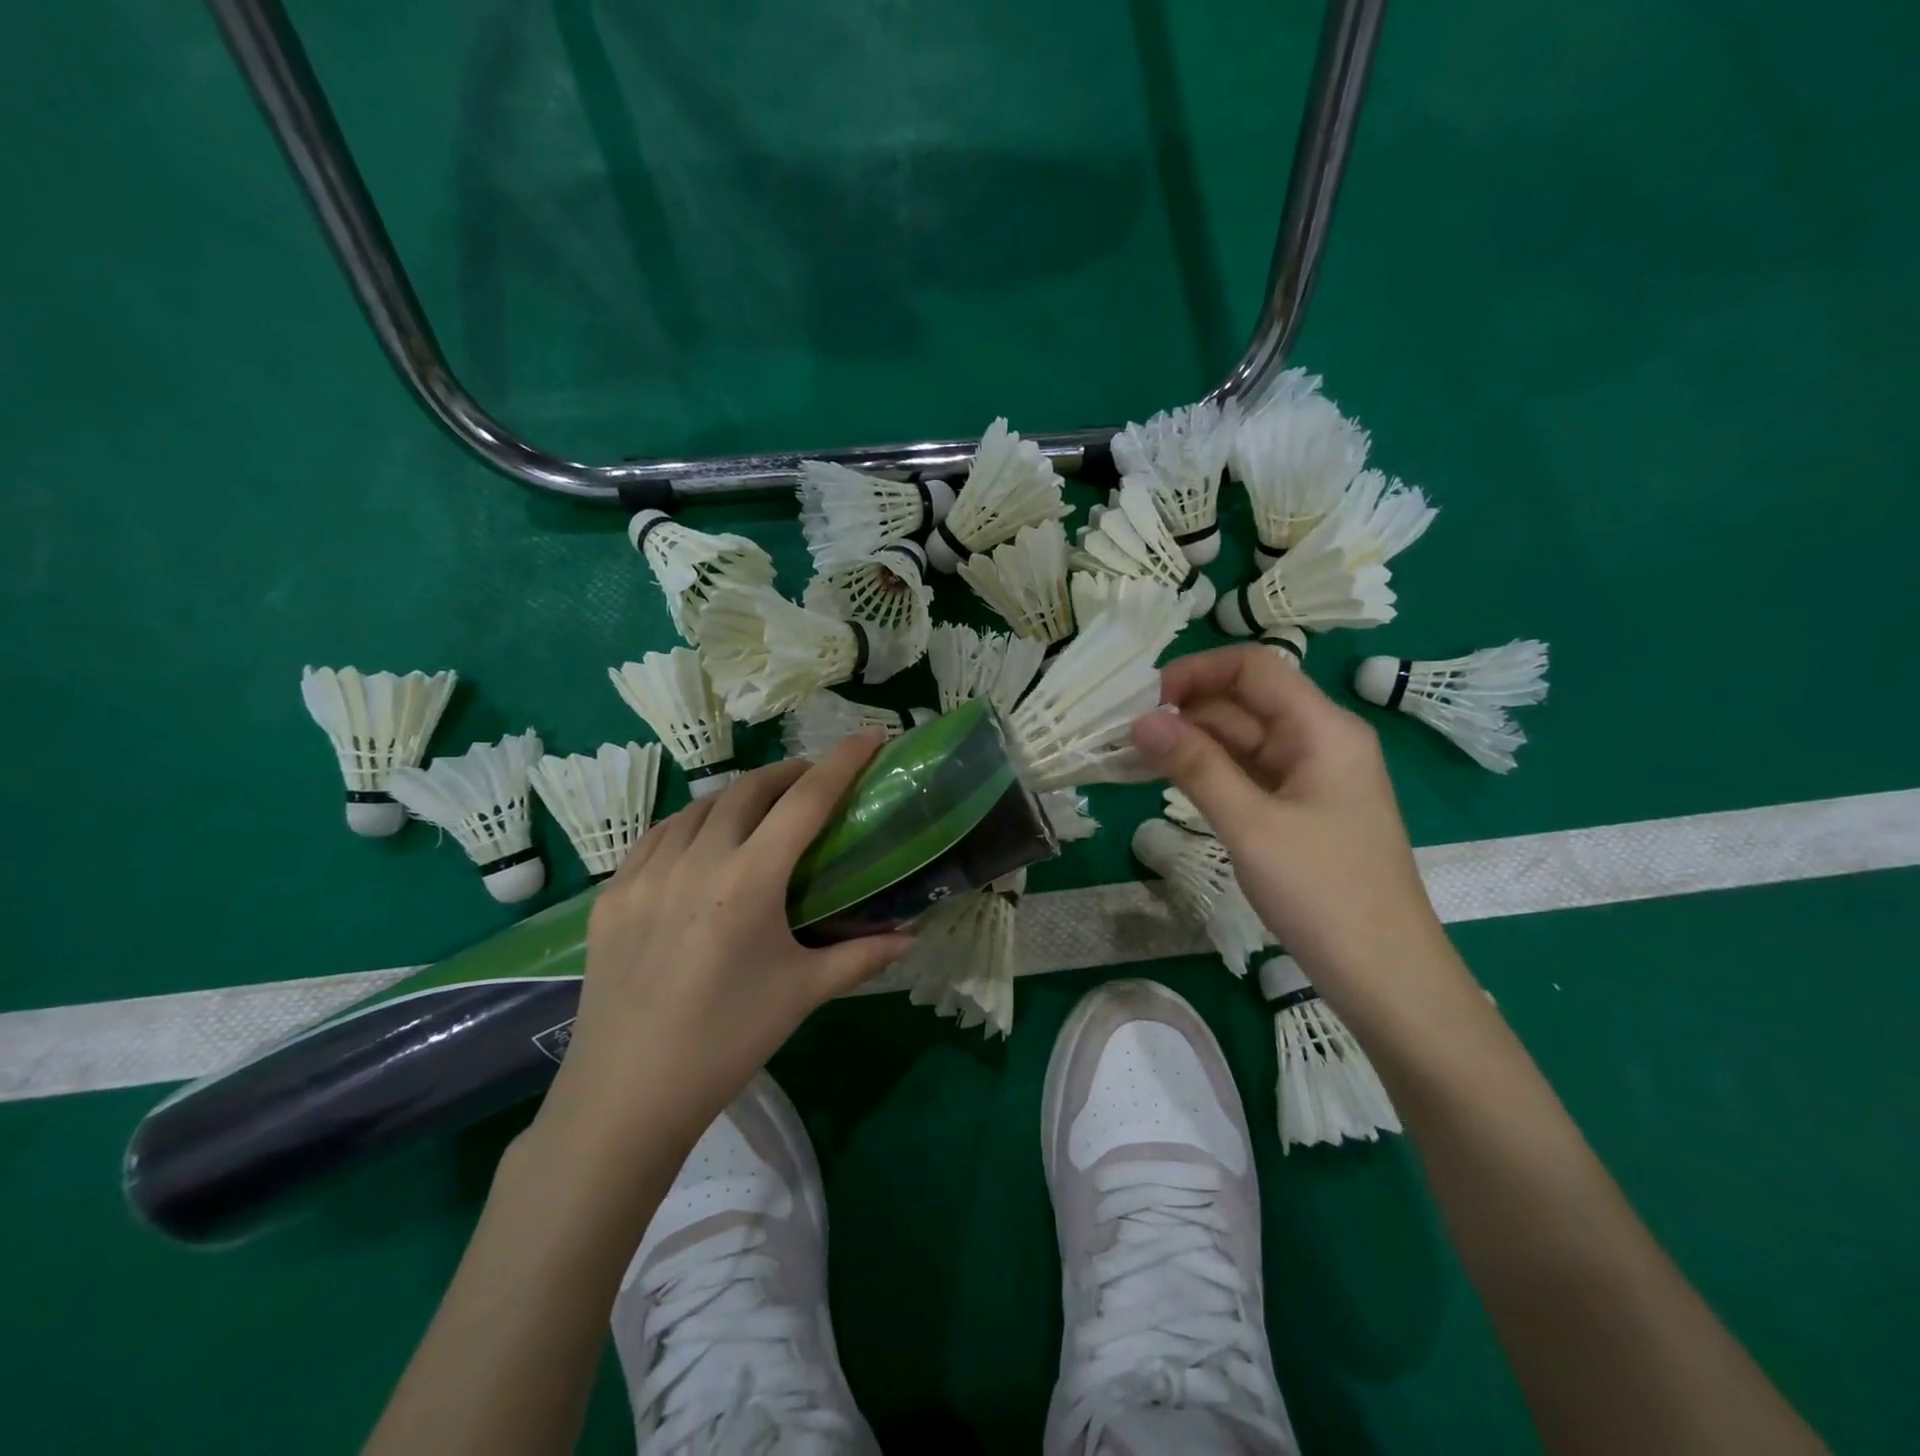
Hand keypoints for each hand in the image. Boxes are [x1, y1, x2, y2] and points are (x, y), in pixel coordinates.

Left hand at [532, 732, 911, 1172]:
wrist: (625, 1095)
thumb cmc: (727, 1041)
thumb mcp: (802, 994)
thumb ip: (861, 956)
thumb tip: (912, 937)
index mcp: (749, 880)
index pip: (806, 801)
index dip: (843, 761)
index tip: (871, 735)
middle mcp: (696, 860)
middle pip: (750, 789)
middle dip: (790, 773)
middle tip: (815, 783)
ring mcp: (645, 873)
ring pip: (700, 806)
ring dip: (739, 796)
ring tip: (762, 810)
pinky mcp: (611, 894)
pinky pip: (658, 835)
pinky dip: (692, 823)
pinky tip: (701, 841)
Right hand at [1132, 647, 1444, 987]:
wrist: (1386, 978)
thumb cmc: (1323, 893)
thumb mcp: (1251, 826)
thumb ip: (1195, 767)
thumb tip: (1141, 721)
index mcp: (1323, 730)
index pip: (1254, 668)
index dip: (1197, 671)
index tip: (1146, 700)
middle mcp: (1320, 742)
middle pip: (1246, 702)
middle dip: (1187, 710)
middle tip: (1126, 735)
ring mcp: (1311, 778)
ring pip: (1243, 740)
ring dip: (1192, 743)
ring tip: (1135, 758)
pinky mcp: (1301, 810)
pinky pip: (1249, 774)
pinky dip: (1210, 773)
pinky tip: (1170, 782)